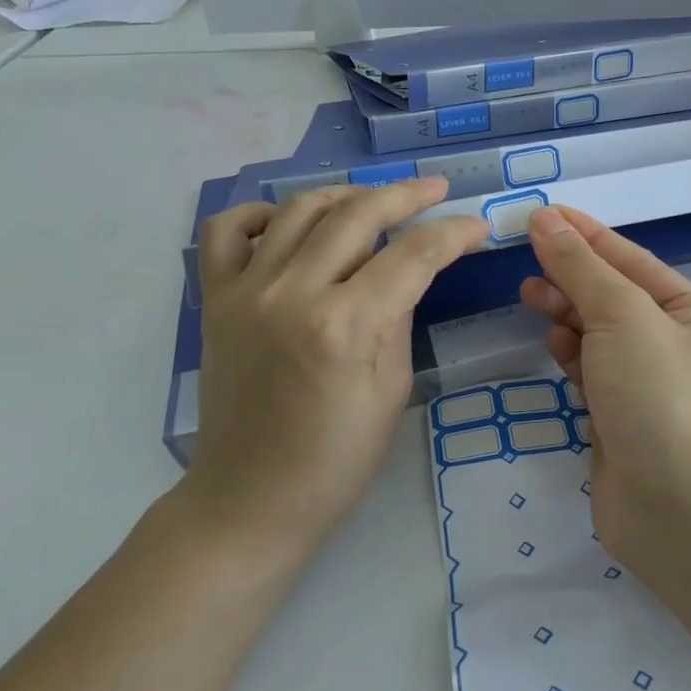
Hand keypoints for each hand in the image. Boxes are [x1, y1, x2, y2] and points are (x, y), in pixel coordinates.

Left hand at [190, 178, 486, 551]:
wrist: (249, 500)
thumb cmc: (335, 460)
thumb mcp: (391, 391)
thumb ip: (399, 316)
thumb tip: (408, 269)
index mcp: (345, 326)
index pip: (412, 255)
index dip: (452, 234)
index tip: (476, 226)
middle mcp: (292, 293)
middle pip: (357, 214)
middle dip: (406, 194)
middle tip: (436, 190)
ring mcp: (245, 291)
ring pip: (299, 208)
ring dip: (345, 194)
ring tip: (374, 201)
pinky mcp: (214, 299)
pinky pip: (227, 230)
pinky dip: (261, 213)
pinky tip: (288, 224)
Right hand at [519, 206, 690, 558]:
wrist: (676, 509)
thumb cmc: (658, 395)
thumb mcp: (622, 315)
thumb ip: (581, 266)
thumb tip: (546, 219)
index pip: (633, 261)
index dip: (587, 235)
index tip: (544, 214)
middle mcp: (677, 347)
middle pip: (615, 296)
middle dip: (572, 275)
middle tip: (527, 260)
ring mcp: (649, 387)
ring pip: (600, 335)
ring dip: (568, 313)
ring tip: (530, 295)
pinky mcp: (622, 420)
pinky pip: (592, 373)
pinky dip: (573, 356)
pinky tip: (554, 345)